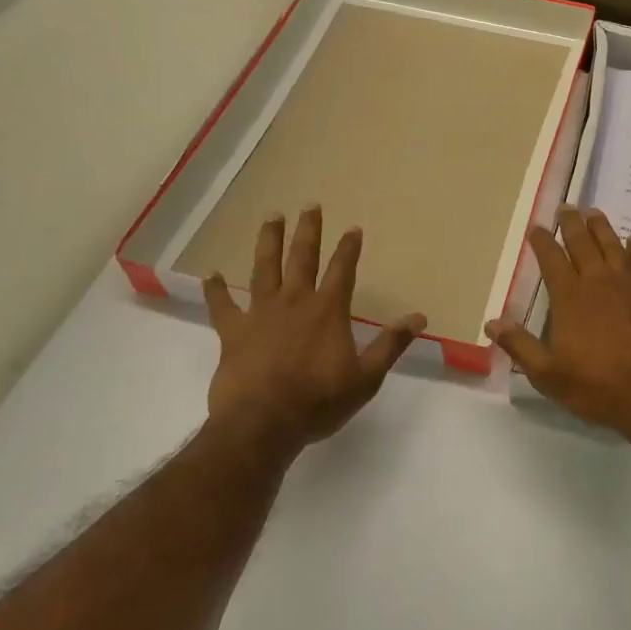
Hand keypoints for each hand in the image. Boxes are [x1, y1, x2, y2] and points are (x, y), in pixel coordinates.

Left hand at [202, 206, 425, 457]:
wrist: (263, 424)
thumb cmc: (318, 401)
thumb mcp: (366, 378)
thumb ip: (391, 345)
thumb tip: (419, 317)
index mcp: (328, 311)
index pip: (342, 270)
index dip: (349, 248)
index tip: (353, 228)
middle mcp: (295, 302)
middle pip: (302, 258)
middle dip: (308, 231)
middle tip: (309, 205)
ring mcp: (260, 314)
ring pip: (264, 269)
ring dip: (269, 242)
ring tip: (271, 217)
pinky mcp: (233, 332)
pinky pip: (222, 306)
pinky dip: (217, 290)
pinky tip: (211, 274)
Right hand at [487, 206, 630, 440]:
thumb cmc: (597, 387)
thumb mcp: (548, 374)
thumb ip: (520, 345)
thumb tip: (492, 321)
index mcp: (570, 298)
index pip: (552, 260)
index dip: (542, 242)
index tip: (536, 228)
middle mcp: (599, 282)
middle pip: (583, 243)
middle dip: (571, 224)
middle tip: (566, 207)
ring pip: (613, 246)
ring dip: (602, 227)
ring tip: (594, 212)